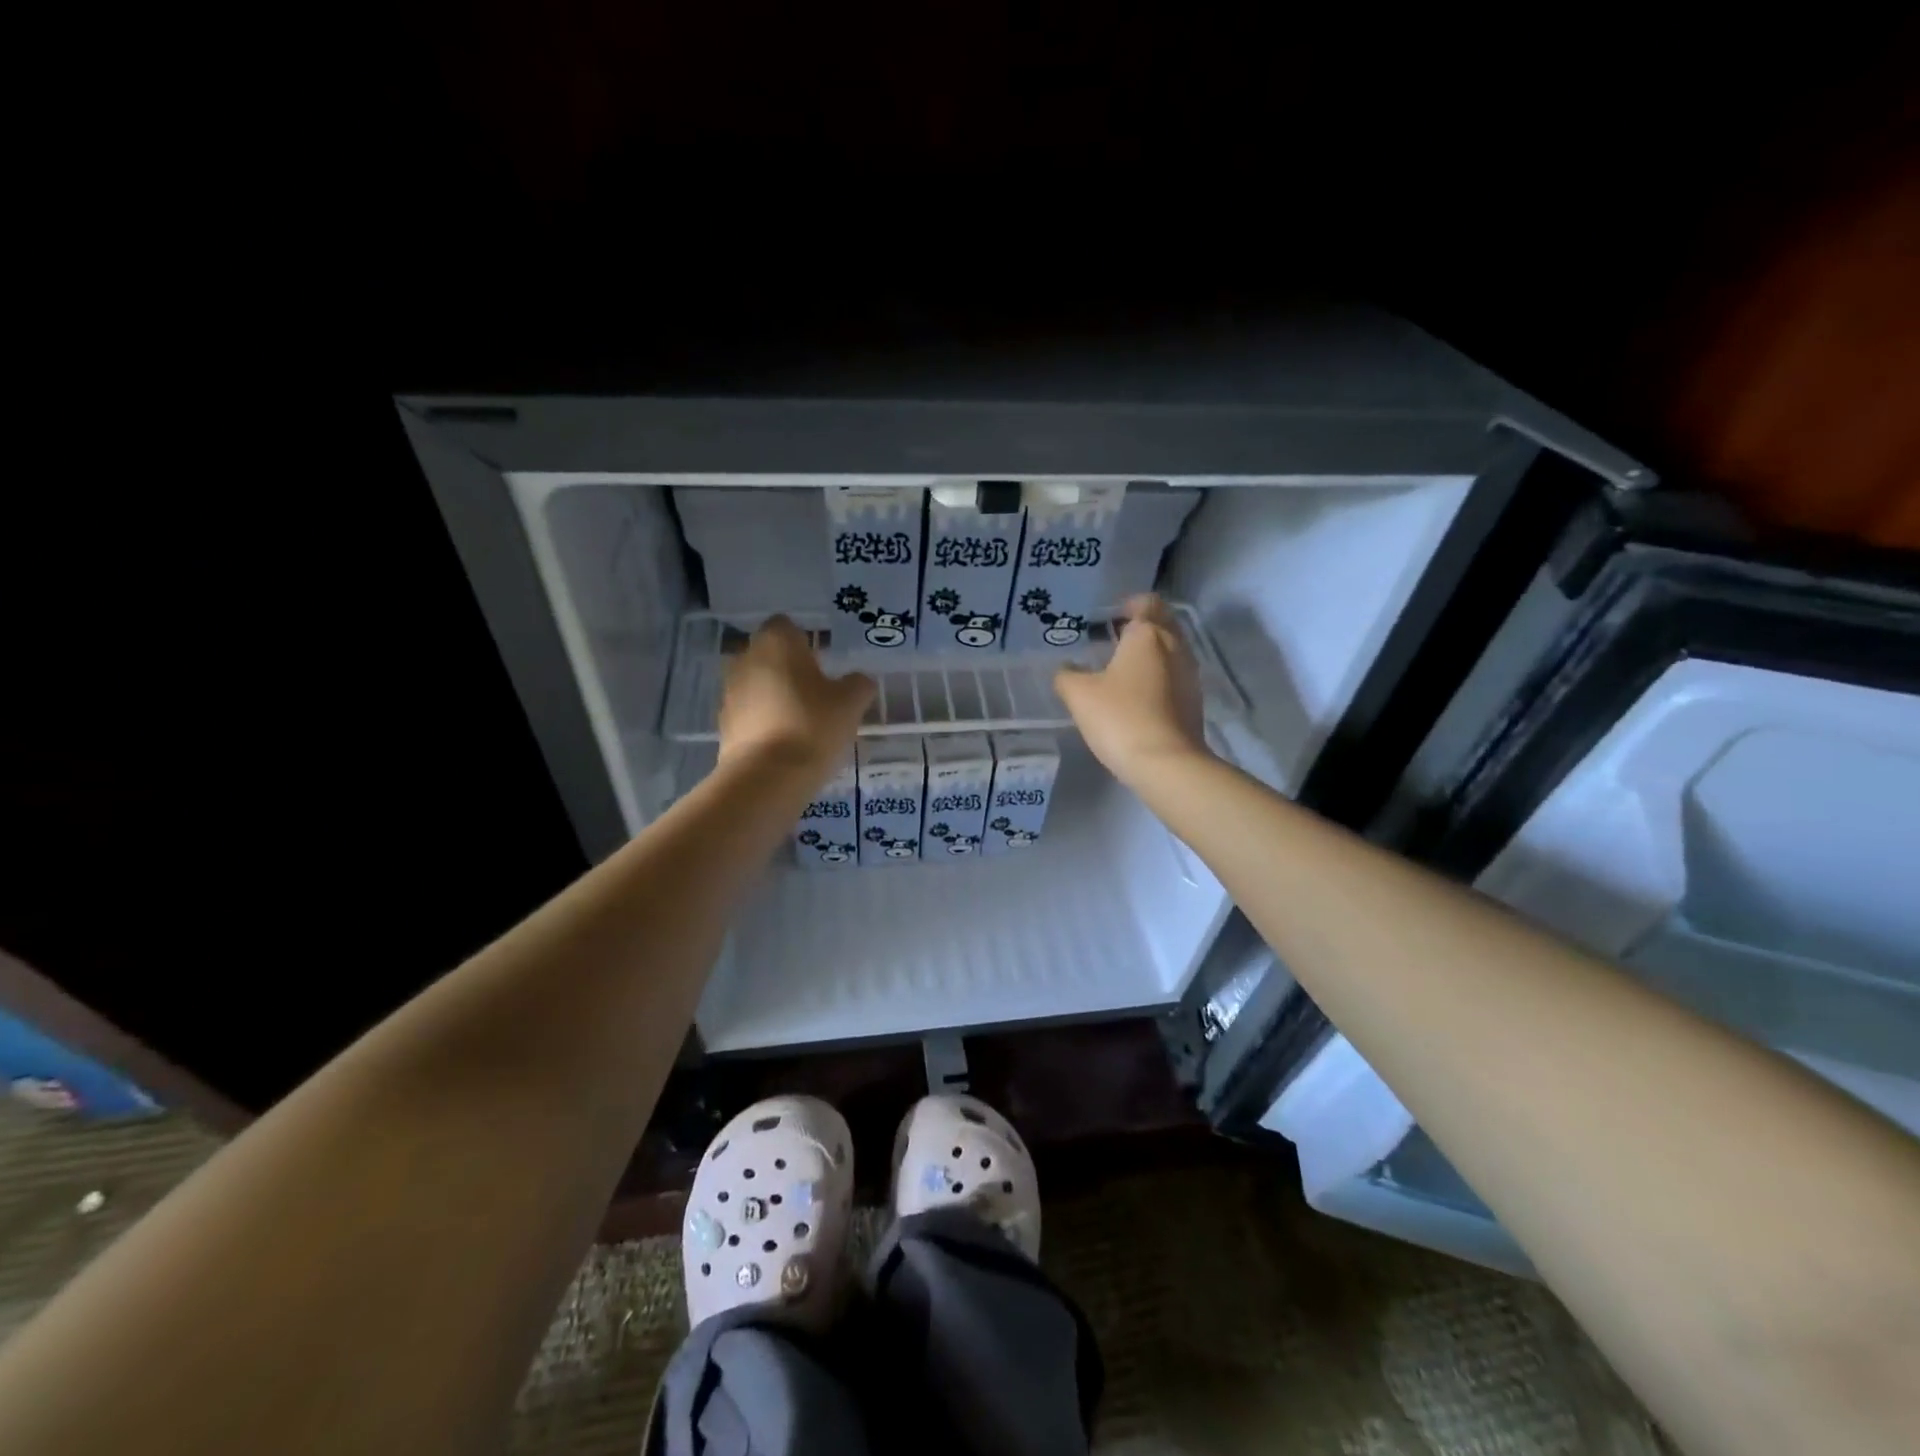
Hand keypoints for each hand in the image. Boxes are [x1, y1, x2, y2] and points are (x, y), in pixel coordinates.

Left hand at [718, 617, 874, 774]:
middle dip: (789, 668)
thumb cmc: (813, 725)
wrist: (767, 777)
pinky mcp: (724, 724)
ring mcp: (730, 692)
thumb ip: (858, 684)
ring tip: (803, 720)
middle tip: (817, 691)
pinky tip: (786, 741)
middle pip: (769, 654)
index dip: (805, 640)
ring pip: (757, 684)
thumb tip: (858, 680)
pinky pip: (749, 713)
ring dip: (775, 695)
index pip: (786, 625)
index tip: (823, 662)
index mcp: (776, 642)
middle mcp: (746, 658)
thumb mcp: (851, 703)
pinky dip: (765, 720)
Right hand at [1054, 595, 1209, 781]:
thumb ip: (1067, 675)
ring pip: (1172, 650)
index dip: (1130, 605)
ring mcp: (1189, 675)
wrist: (1166, 764)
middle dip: (1143, 626)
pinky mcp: (1194, 702)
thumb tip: (1067, 669)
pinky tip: (1139, 695)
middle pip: (1164, 623)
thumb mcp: (1079, 695)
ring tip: (1124, 669)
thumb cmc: (1120, 718)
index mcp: (1148, 635)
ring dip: (1152, 653)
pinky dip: (1159, 676)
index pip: (1146, 603)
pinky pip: (1175, 676)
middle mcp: (1175, 647)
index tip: (1113, 617)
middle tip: (1116, 640)